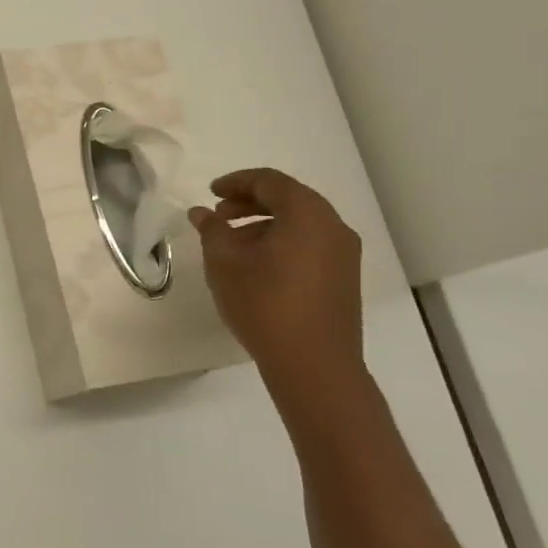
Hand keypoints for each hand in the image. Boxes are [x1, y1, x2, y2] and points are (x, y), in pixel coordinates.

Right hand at [188, 167, 363, 385]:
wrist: (314, 365)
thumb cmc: (264, 304)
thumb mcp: (224, 262)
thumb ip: (212, 230)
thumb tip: (202, 213)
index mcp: (307, 213)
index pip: (269, 181)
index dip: (236, 182)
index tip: (211, 193)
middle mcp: (333, 226)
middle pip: (289, 199)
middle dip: (250, 202)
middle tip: (220, 216)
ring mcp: (344, 254)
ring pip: (300, 223)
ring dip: (265, 224)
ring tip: (234, 245)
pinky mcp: (345, 278)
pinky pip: (311, 244)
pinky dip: (283, 242)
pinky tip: (258, 266)